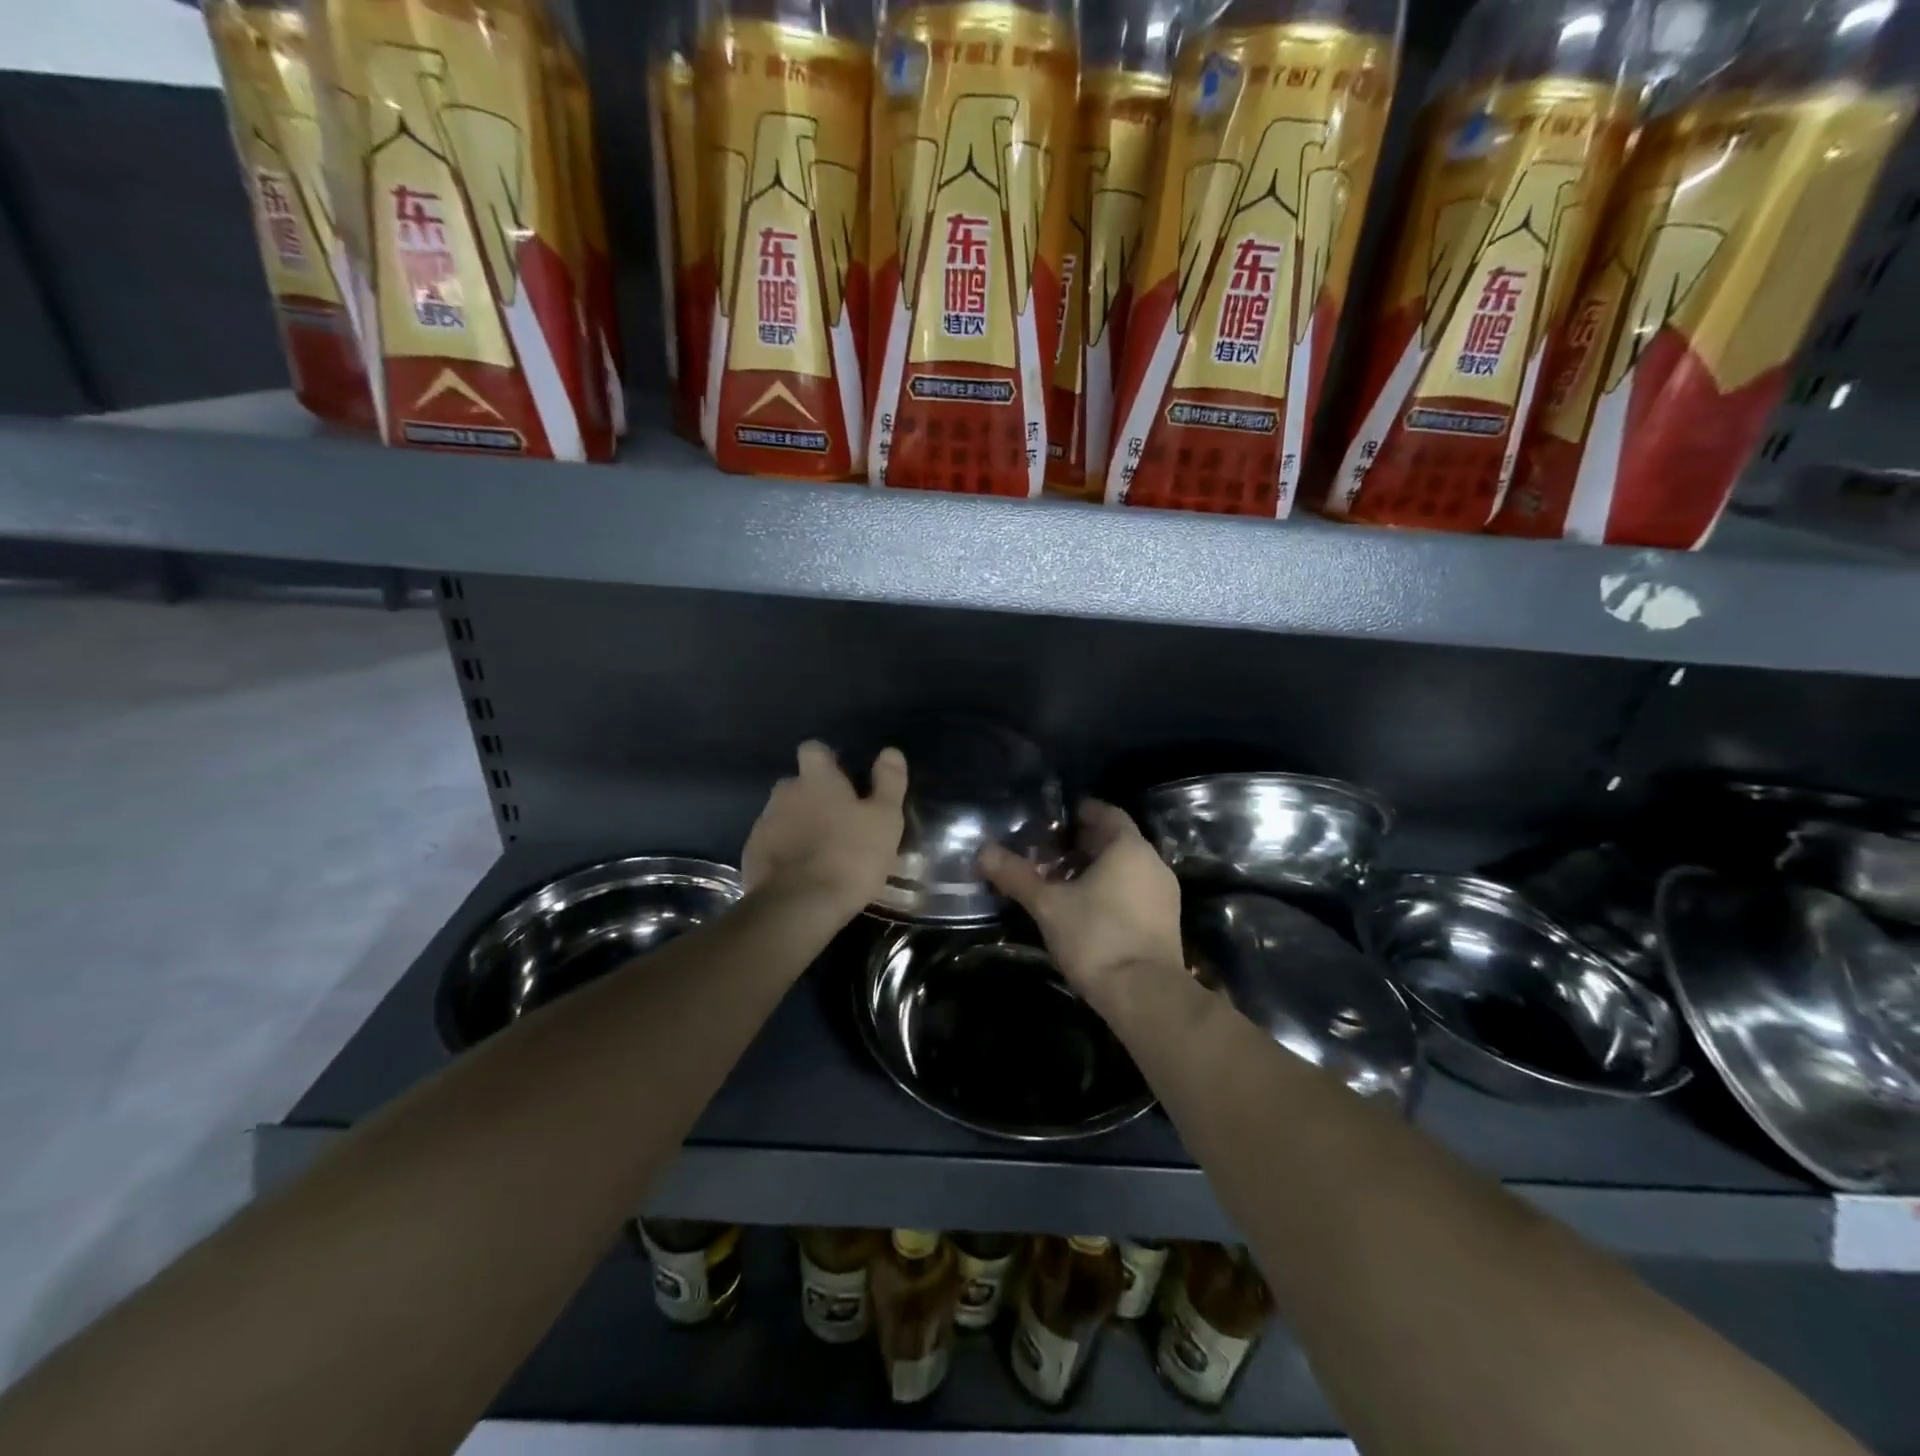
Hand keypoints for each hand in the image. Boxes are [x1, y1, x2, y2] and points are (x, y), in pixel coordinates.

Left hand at [743, 741, 907, 918]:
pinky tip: (802, 872)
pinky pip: (771, 843)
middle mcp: (785, 793)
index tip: (843, 777)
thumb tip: (891, 751)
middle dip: (813, 795)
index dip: (827, 760)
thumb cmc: (850, 856)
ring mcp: (764, 823)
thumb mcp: (884, 819)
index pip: (814, 749)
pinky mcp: (752, 855)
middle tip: (838, 819)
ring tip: (821, 850)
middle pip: (797, 783)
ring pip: (783, 814)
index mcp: (817, 779)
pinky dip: (785, 851)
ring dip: (799, 825)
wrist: (798, 906)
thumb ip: (889, 782)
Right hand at [980, 799, 1184, 1013]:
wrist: (1145, 995)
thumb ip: (1017, 876)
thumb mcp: (1048, 905)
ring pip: (1126, 868)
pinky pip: (1135, 892)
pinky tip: (1085, 908)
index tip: (1055, 819)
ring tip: (1061, 881)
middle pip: (1116, 841)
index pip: (1107, 813)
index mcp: (1129, 848)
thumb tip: (983, 851)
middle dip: (1083, 843)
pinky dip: (1111, 890)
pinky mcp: (1166, 922)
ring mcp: (1164, 894)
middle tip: (1048, 850)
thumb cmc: (1097, 937)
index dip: (1081, 812)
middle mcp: (1153, 863)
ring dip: (1096, 869)